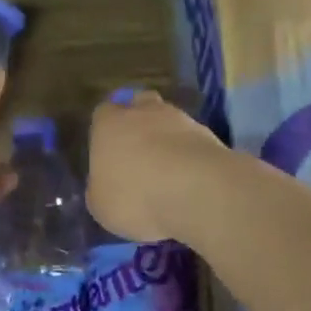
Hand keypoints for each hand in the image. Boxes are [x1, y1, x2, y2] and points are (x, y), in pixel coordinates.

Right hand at [86, 89, 229, 243]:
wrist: (197, 191)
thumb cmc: (136, 196)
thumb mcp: (101, 205)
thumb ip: (100, 188)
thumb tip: (104, 184)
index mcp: (109, 124)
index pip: (103, 113)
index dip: (106, 130)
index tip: (109, 151)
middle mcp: (143, 112)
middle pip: (140, 105)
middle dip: (140, 123)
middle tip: (140, 154)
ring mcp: (180, 119)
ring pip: (170, 120)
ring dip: (169, 139)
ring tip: (170, 172)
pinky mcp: (209, 135)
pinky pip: (193, 141)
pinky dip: (191, 155)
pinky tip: (191, 180)